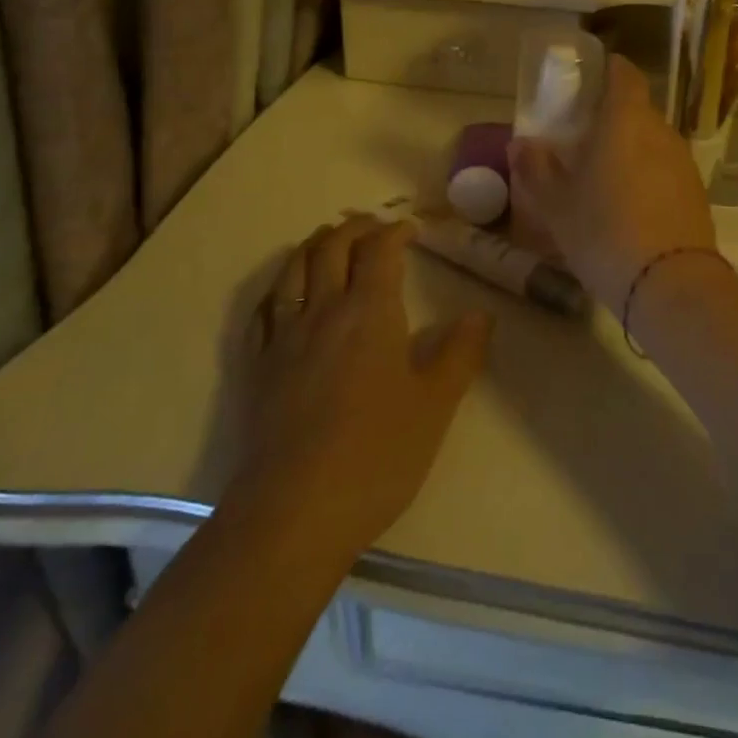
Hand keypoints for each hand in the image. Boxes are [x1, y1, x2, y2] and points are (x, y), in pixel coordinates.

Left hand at [228, 215, 491, 554]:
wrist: (295, 511)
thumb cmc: (377, 453)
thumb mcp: (436, 404)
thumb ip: (461, 353)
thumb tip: (480, 315)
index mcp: (370, 312)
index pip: (379, 251)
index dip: (395, 232)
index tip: (410, 230)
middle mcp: (323, 311)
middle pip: (331, 248)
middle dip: (353, 228)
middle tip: (371, 225)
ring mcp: (284, 338)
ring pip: (293, 270)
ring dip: (313, 246)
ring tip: (326, 240)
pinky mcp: (257, 368)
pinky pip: (263, 310)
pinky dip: (279, 286)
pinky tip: (284, 293)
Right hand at [509, 54, 717, 316]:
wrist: (669, 283)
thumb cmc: (603, 231)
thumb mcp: (556, 204)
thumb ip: (536, 169)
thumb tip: (521, 144)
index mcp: (625, 119)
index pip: (624, 74)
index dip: (607, 70)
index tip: (588, 80)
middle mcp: (660, 131)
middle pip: (637, 110)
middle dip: (611, 118)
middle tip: (582, 140)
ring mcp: (683, 162)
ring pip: (652, 142)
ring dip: (630, 150)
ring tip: (603, 178)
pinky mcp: (696, 193)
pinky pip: (665, 170)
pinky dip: (647, 176)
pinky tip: (629, 207)